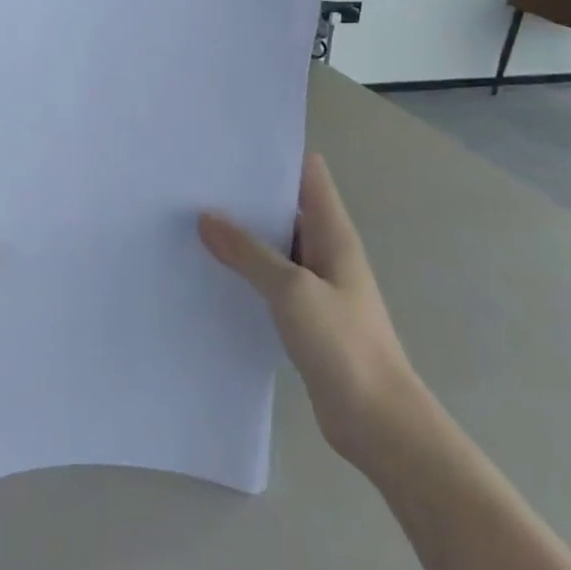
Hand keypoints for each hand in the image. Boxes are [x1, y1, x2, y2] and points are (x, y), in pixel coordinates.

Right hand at [198, 153, 417, 462]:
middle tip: (196, 183)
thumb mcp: (291, 290)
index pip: (308, 175)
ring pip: (275, 246)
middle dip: (247, 196)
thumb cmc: (342, 344)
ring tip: (192, 221)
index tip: (230, 148)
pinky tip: (211, 273)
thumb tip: (206, 216)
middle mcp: (326, 251)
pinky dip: (246, 272)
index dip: (275, 156)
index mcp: (334, 233)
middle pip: (286, 208)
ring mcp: (317, 285)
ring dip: (243, 236)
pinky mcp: (305, 316)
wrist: (377, 421)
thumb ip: (249, 252)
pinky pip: (270, 281)